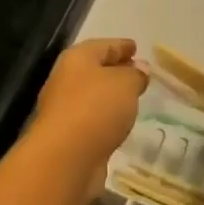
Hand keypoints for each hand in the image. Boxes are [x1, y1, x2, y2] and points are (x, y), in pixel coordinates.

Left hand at [31, 38, 148, 197]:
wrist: (64, 159)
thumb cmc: (95, 109)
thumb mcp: (125, 84)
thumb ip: (135, 75)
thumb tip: (139, 69)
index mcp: (77, 59)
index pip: (103, 46)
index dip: (121, 45)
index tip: (136, 47)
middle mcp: (66, 80)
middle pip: (95, 69)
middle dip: (116, 70)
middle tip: (138, 73)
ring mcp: (64, 109)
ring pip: (93, 96)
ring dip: (111, 96)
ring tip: (132, 99)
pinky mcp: (68, 136)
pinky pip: (92, 119)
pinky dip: (106, 118)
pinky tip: (119, 124)